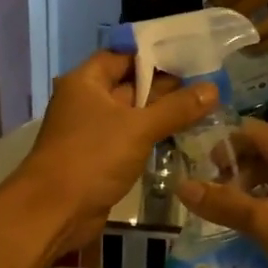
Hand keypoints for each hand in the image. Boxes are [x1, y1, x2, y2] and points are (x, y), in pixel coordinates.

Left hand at [12, 51, 215, 253]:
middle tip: (206, 86)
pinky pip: (129, 139)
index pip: (123, 56)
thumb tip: (213, 88)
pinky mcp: (99, 158)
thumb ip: (177, 108)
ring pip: (132, 115)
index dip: (154, 55)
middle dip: (165, 87)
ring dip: (161, 114)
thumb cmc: (92, 157)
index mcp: (86, 82)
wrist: (54, 211)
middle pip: (129, 85)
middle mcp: (87, 101)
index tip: (190, 57)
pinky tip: (181, 137)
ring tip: (203, 109)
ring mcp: (92, 131)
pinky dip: (151, 137)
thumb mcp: (139, 128)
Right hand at [176, 120, 267, 267]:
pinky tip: (248, 233)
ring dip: (248, 195)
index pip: (255, 132)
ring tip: (222, 216)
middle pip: (264, 156)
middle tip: (207, 196)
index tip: (197, 166)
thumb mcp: (266, 223)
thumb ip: (224, 204)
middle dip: (234, 172)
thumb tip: (183, 186)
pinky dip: (265, 212)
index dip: (224, 144)